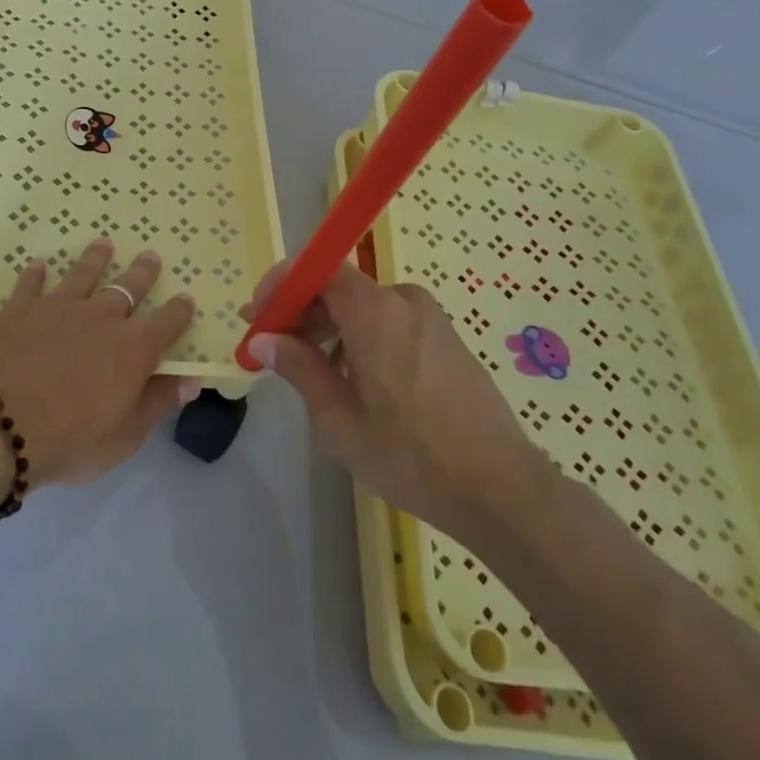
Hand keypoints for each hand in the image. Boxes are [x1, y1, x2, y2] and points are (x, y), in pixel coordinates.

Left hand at [0, 239, 198, 486]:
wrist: (0, 429)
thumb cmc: (71, 440)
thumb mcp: (126, 435)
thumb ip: (159, 401)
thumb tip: (191, 380)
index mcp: (133, 348)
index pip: (167, 322)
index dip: (179, 310)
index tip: (186, 299)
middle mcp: (100, 317)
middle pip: (128, 287)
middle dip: (143, 272)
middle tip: (150, 256)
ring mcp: (57, 307)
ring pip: (82, 274)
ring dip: (95, 259)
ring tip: (103, 245)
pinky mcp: (18, 310)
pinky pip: (30, 284)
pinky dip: (36, 273)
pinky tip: (38, 264)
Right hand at [241, 262, 548, 537]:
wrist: (501, 490)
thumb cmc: (410, 455)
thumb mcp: (339, 419)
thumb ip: (298, 368)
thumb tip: (263, 339)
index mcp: (376, 311)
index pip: (318, 269)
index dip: (282, 285)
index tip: (257, 313)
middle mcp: (404, 301)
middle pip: (340, 288)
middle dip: (302, 312)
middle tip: (274, 346)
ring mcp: (431, 319)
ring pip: (365, 308)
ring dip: (331, 328)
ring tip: (312, 372)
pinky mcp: (447, 340)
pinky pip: (391, 323)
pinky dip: (362, 338)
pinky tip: (355, 381)